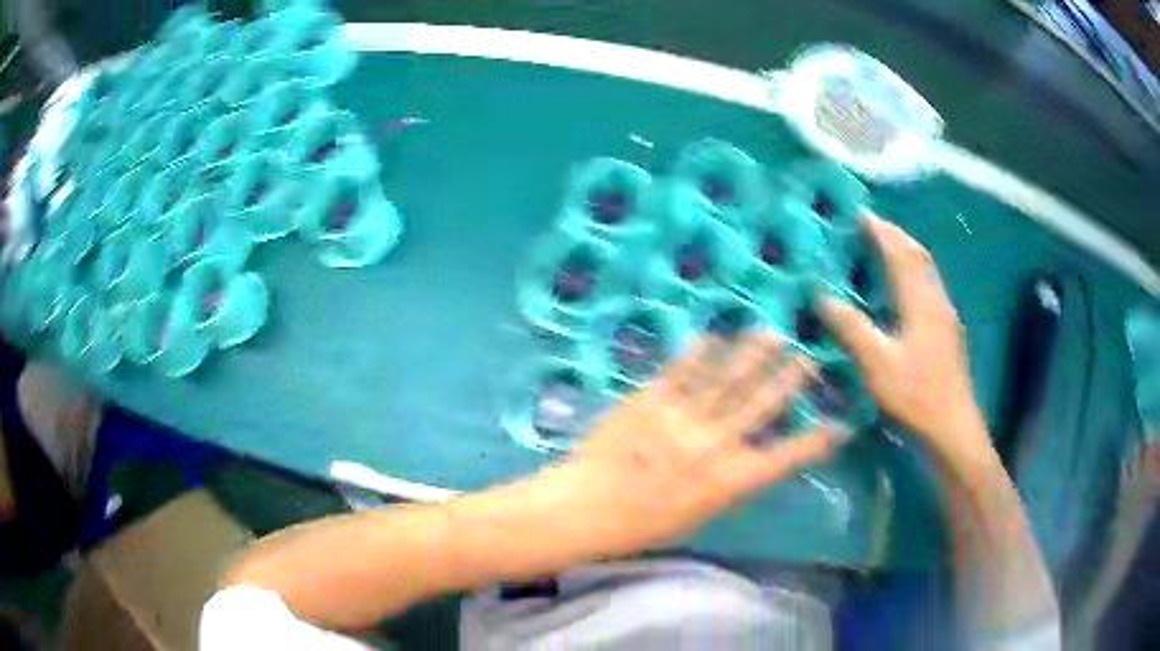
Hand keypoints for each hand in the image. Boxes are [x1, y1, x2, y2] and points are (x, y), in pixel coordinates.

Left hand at [553, 332, 836, 554]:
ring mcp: (683, 417)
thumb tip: (745, 461)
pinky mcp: (651, 400)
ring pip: (727, 379)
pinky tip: (713, 337)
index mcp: (729, 480)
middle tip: (809, 358)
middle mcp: (715, 444)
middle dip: (789, 380)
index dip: (816, 442)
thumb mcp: (697, 517)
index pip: (786, 457)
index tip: (841, 425)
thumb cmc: (643, 526)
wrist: (587, 508)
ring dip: (752, 355)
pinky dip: (698, 353)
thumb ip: (725, 486)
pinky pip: (681, 372)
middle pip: (761, 404)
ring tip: (771, 333)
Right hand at [820, 214, 989, 459]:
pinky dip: (913, 275)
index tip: (858, 213)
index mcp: (921, 302)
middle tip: (870, 227)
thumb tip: (821, 296)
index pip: (900, 253)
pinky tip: (903, 291)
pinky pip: (929, 289)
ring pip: (927, 272)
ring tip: (884, 250)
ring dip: (906, 253)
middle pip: (918, 256)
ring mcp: (945, 318)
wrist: (953, 430)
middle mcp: (936, 301)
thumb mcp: (876, 364)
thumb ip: (850, 327)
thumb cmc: (915, 396)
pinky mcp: (948, 334)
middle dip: (895, 235)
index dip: (879, 230)